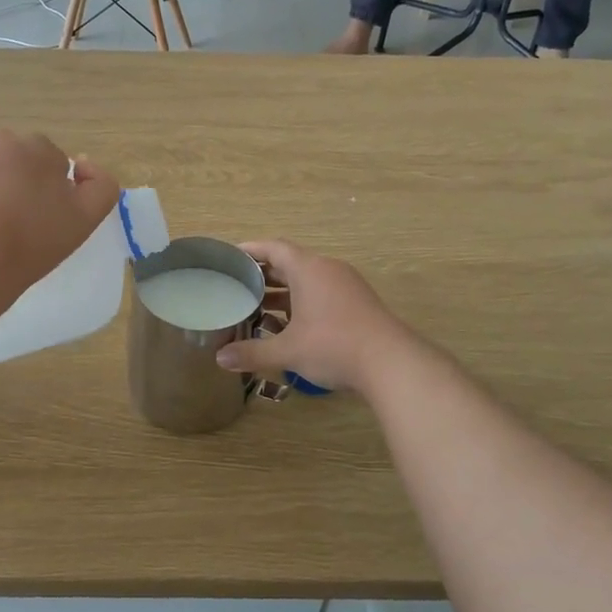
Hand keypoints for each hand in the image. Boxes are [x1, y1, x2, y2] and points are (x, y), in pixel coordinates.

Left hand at [0, 126, 119, 301]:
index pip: (52, 162)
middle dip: (17, 180)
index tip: (42, 219)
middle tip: (13, 221)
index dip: (50, 191)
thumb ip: (102, 184)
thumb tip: (82, 165)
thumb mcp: (86, 219)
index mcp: (36, 145)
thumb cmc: (30, 244)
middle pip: (15, 158)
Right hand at [213, 241, 410, 394]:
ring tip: (258, 308)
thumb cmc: (334, 346)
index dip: (251, 249)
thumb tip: (221, 358)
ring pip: (308, 281)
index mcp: (309, 269)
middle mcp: (328, 270)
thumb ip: (253, 353)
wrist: (391, 363)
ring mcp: (347, 286)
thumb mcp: (288, 351)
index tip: (232, 256)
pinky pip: (322, 294)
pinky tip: (289, 326)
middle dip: (264, 274)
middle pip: (290, 263)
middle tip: (238, 285)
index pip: (274, 248)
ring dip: (283, 292)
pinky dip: (302, 303)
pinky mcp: (358, 304)